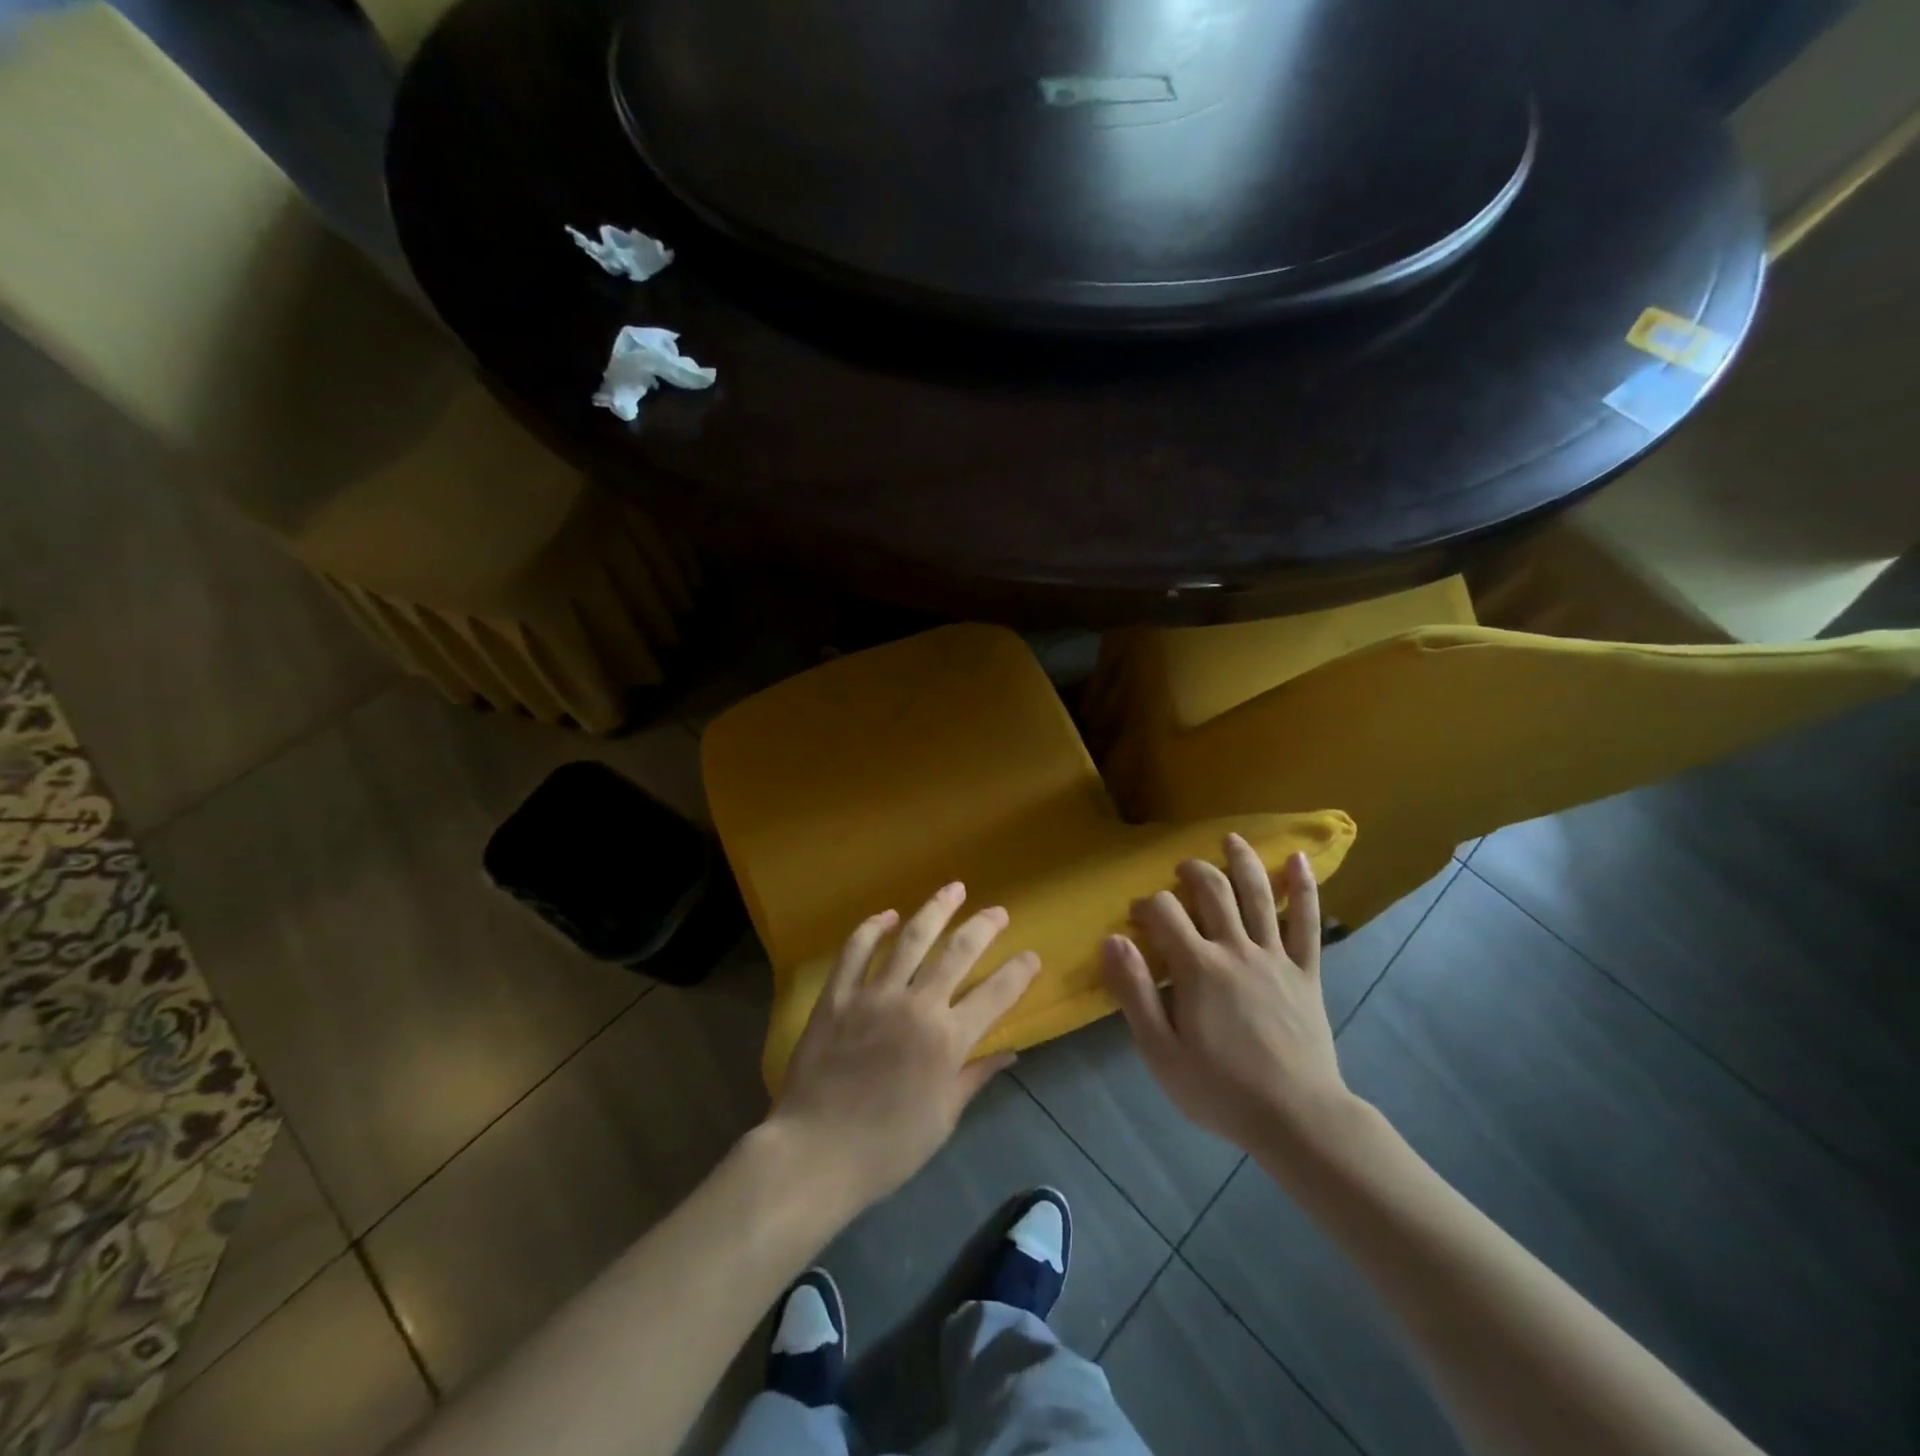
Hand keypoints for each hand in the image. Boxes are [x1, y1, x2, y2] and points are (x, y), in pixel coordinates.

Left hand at [766, 882, 1041, 1211]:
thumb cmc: (887, 1147)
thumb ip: (975, 1076)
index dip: (1018, 972)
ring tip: (953, 889)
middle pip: (957, 952)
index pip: (996, 994)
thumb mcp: (943, 1118)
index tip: (1031, 956)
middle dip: (983, 927)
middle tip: (998, 911)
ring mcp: (874, 995)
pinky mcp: (838, 995)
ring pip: (911, 938)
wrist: (816, 1153)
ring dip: (935, 909)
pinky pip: (856, 950)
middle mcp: (916, 1006)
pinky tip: (887, 915)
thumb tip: (1010, 1052)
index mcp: (948, 1040)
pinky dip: (872, 928)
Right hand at [1101, 836, 1351, 1152]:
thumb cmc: (1220, 1089)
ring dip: (1242, 861)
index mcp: (1199, 967)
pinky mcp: (1306, 973)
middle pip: (1212, 891)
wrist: (1298, 1120)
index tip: (1136, 917)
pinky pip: (1308, 923)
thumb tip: (1111, 939)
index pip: (1165, 912)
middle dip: (1191, 872)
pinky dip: (1304, 888)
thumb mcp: (1161, 1051)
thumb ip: (1134, 992)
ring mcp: (1275, 958)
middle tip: (1180, 871)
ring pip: (1258, 895)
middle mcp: (1237, 950)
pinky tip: (1298, 859)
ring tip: (1231, 839)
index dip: (1146, 905)